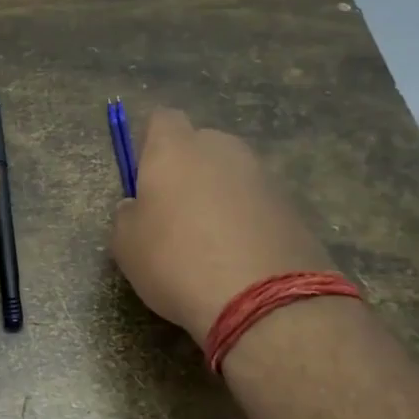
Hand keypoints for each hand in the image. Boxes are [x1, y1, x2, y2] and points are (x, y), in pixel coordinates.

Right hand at [111, 108, 332, 345]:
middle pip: (201, 145)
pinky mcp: (293, 205)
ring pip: (232, 175)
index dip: (151, 145)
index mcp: (175, 149)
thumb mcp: (126, 245)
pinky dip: (248, 221)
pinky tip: (240, 258)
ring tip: (211, 244)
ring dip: (221, 197)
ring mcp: (263, 175)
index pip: (162, 119)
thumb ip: (128, 214)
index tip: (145, 179)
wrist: (262, 299)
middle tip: (176, 215)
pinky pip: (258, 204)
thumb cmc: (176, 261)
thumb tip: (138, 207)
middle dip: (189, 170)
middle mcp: (222, 149)